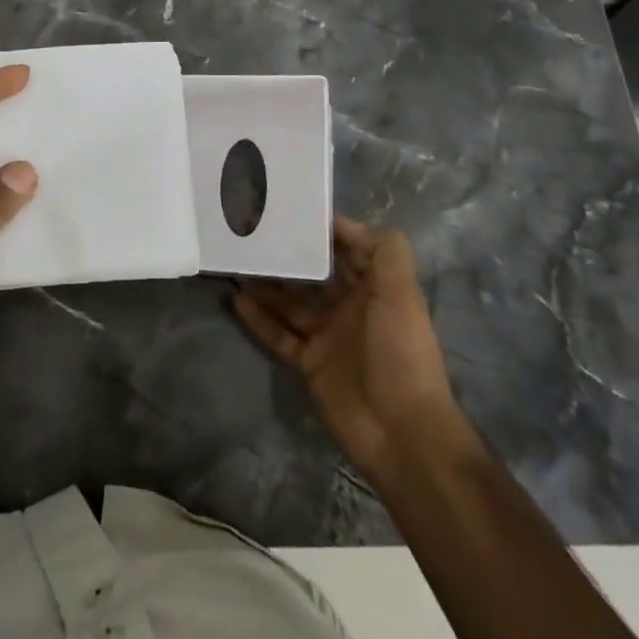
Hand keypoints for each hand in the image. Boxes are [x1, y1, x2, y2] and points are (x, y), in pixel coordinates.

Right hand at [233, 216, 458, 480]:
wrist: (403, 433)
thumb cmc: (401, 353)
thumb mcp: (402, 294)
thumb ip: (384, 251)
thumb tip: (347, 222)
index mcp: (375, 286)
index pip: (344, 246)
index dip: (318, 227)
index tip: (284, 206)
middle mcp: (350, 306)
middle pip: (311, 271)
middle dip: (286, 251)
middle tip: (248, 230)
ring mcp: (327, 335)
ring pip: (289, 300)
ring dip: (265, 281)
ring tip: (235, 259)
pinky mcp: (309, 363)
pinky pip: (279, 334)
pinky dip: (258, 318)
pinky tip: (235, 299)